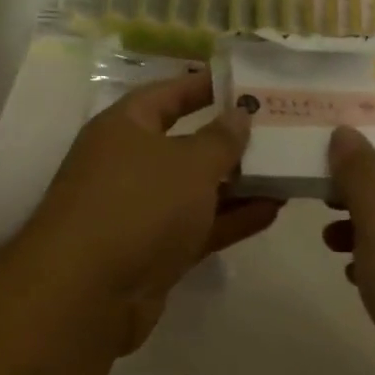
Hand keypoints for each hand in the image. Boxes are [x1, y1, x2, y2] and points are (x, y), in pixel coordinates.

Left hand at [24, 71, 281, 353]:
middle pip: (185, 144)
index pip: (166, 94)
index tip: (244, 81)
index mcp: (124, 128)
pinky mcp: (154, 252)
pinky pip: (199, 226)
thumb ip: (221, 139)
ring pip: (196, 190)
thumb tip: (239, 114)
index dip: (203, 85)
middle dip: (230, 140)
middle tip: (280, 131)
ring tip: (286, 172)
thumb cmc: (138, 204)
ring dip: (238, 184)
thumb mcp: (189, 163)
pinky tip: (272, 211)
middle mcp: (129, 165)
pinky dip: (231, 219)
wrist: (89, 292)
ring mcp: (141, 212)